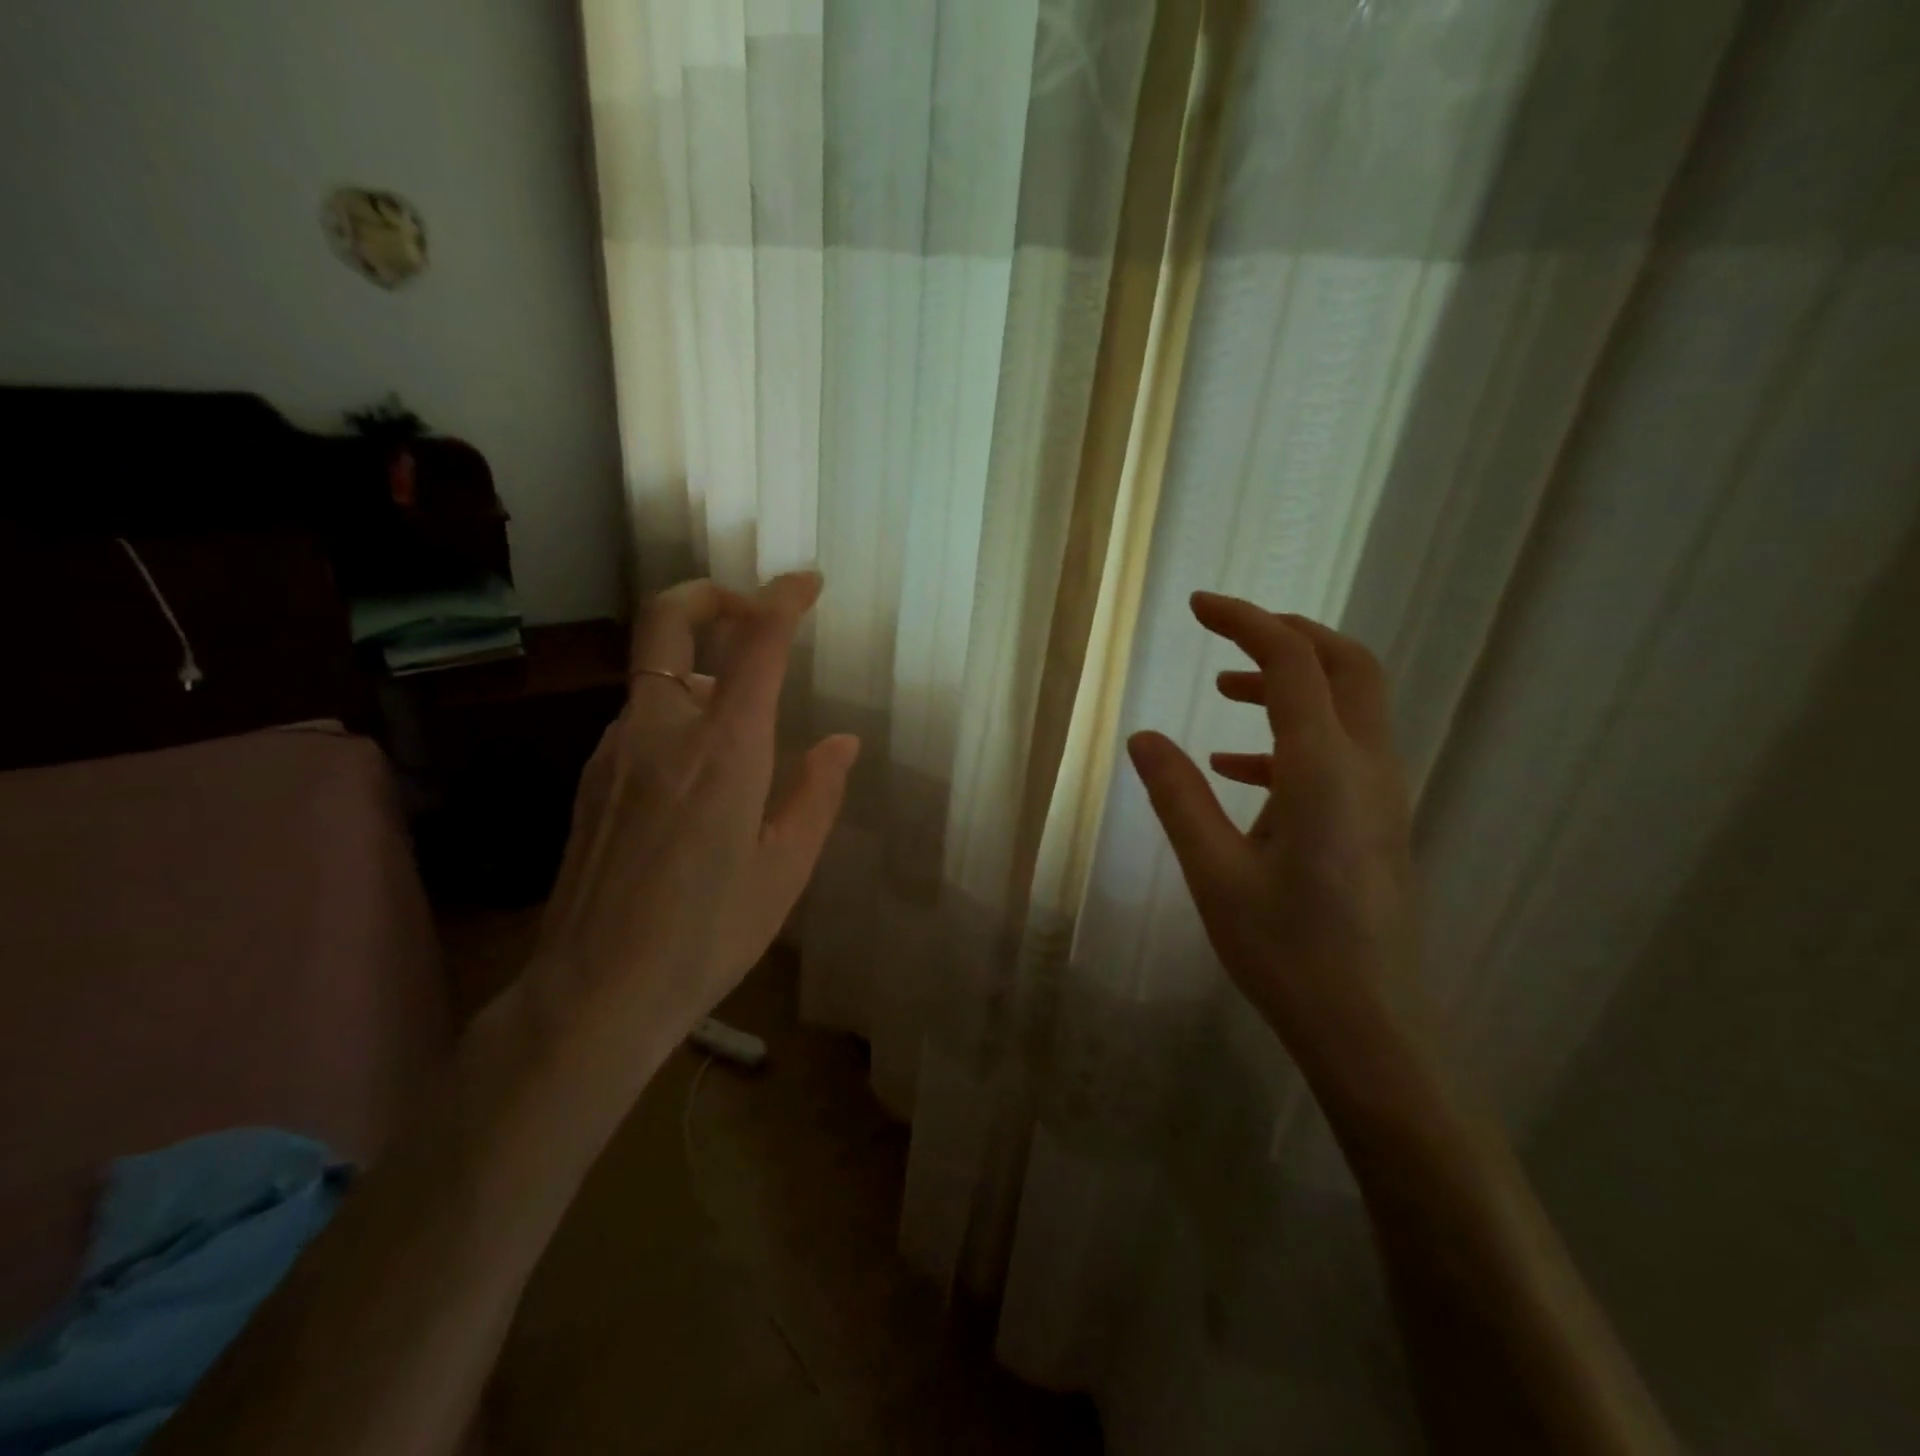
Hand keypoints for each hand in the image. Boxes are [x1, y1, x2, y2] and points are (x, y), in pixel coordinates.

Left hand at [523, 572, 858, 1081]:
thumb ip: (817, 794)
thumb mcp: (785, 870)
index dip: (783, 599)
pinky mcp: (591, 778)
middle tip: (748, 610)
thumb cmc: (708, 935)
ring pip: (656, 677)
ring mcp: (615, 751)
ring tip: (740, 733)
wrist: (595, 993)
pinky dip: (677, 717)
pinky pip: (640, 720)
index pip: (755, 645)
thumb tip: (843, 743)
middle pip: (666, 620)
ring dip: (699, 673)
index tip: (807, 583)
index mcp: (724, 751)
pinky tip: (697, 778)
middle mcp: (661, 731)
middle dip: (709, 594)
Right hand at [1127, 592, 1414, 1066]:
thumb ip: (1177, 795)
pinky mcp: (1379, 823)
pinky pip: (1343, 752)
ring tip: (1225, 692)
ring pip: (1351, 706)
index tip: (1198, 606)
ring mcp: (1382, 796)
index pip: (1291, 663)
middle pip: (1347, 665)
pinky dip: (1294, 737)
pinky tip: (1241, 771)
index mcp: (1324, 770)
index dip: (1245, 622)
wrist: (1368, 1029)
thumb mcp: (1213, 871)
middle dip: (1288, 634)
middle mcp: (1367, 768)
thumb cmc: (1285, 952)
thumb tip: (1144, 737)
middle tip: (1228, 632)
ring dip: (1293, 683)